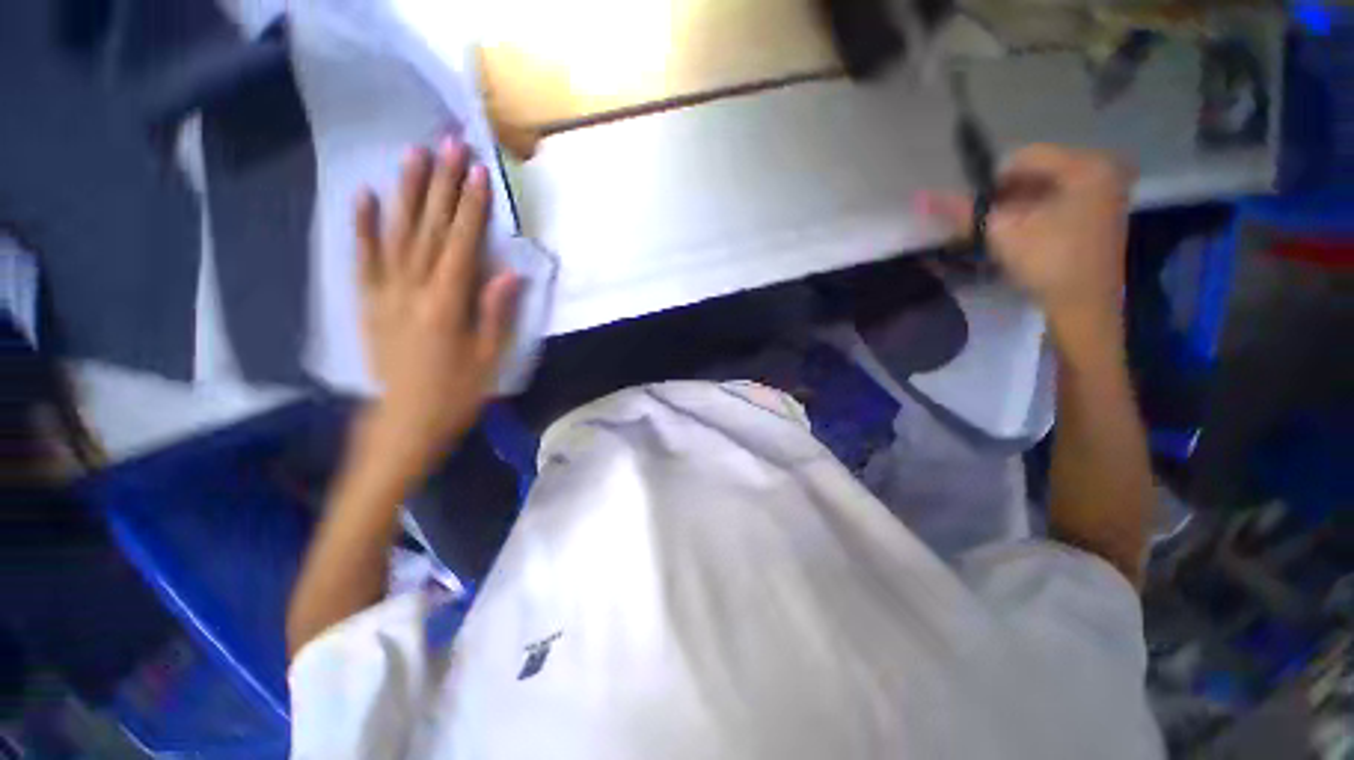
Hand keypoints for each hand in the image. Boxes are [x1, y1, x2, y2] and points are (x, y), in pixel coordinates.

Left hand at [354, 137, 518, 463]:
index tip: (478, 172)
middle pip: (428, 229)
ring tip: (413, 154)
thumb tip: (510, 273)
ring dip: (406, 191)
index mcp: (447, 305)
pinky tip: (365, 196)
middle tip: (447, 143)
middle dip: (440, 184)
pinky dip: (363, 226)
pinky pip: (363, 258)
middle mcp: (412, 290)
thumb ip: (496, 313)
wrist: (404, 423)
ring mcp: (384, 293)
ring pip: (396, 233)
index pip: (462, 245)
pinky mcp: (367, 302)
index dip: (471, 208)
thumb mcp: (489, 359)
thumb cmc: (456, 395)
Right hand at [920, 145, 1133, 330]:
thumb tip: (919, 197)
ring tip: (1001, 232)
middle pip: (1037, 171)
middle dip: (1005, 195)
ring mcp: (1108, 191)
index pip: (1025, 157)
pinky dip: (1035, 213)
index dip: (992, 182)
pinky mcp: (1104, 212)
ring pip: (1046, 187)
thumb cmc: (1047, 263)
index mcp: (1086, 165)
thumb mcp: (1000, 232)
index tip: (976, 210)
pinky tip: (1023, 235)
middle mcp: (1104, 169)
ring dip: (1017, 205)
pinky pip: (1060, 200)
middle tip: (987, 223)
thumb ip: (962, 211)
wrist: (1084, 308)